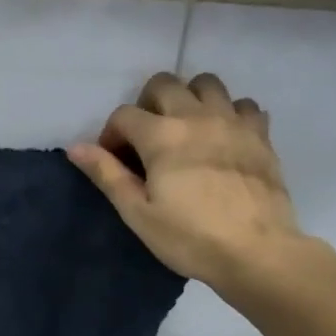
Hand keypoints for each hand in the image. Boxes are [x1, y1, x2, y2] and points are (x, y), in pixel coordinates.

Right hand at [68, 71, 315, 290]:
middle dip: (147, 105)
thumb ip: (107, 175)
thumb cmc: (189, 238)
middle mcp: (197, 115)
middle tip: (147, 141)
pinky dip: (229, 113)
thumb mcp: (138, 213)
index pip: (124, 114)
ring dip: (189, 99)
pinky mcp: (260, 134)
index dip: (111, 135)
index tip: (115, 162)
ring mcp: (233, 121)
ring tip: (186, 131)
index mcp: (161, 136)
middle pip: (164, 83)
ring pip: (206, 83)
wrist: (256, 251)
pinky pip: (243, 105)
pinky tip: (223, 139)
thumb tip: (75, 147)